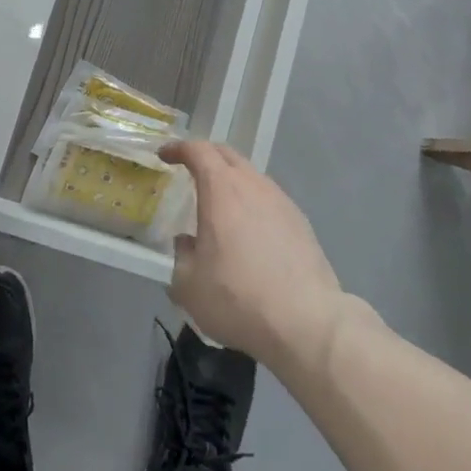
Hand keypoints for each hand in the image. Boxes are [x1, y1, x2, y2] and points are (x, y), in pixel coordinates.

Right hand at [162, 140, 345, 373]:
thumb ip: (181, 256)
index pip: (197, 151)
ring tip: (220, 205)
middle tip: (189, 170)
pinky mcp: (300, 222)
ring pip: (251, 176)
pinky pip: (269, 199)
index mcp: (221, 189)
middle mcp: (252, 185)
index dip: (179, 148)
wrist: (306, 322)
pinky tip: (249, 231)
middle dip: (205, 156)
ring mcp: (281, 201)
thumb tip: (187, 244)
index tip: (165, 155)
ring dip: (231, 181)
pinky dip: (252, 202)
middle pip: (227, 155)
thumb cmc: (238, 298)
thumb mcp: (189, 285)